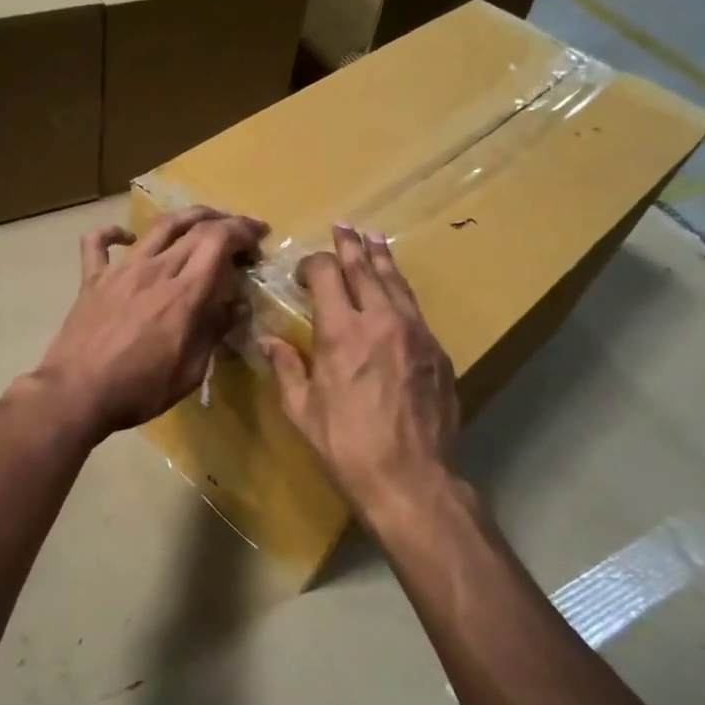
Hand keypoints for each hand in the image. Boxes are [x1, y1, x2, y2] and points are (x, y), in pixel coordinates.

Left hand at [33, 206, 267, 440]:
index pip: (220, 241)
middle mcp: (155, 270)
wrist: (76, 394)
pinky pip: (98, 242)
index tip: (258, 239)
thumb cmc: (140, 390)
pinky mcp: (92, 279)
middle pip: (195, 227)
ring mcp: (121, 270)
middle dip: (226, 223)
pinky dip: (114, 233)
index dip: (243, 231)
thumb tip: (237, 305)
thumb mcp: (191, 371)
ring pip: (158, 226)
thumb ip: (215, 332)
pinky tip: (127, 237)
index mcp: (184, 293)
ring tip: (203, 221)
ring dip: (187, 217)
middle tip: (240, 236)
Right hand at [260, 224, 459, 524]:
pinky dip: (401, 292)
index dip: (313, 264)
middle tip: (344, 225)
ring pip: (398, 283)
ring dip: (382, 259)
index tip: (303, 269)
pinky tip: (397, 292)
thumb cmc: (346, 445)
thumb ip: (286, 368)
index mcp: (342, 331)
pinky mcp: (438, 351)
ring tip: (375, 239)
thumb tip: (266, 340)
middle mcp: (381, 320)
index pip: (327, 276)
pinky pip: (416, 310)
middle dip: (351, 245)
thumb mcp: (302, 410)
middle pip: (365, 269)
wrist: (411, 479)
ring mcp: (416, 333)